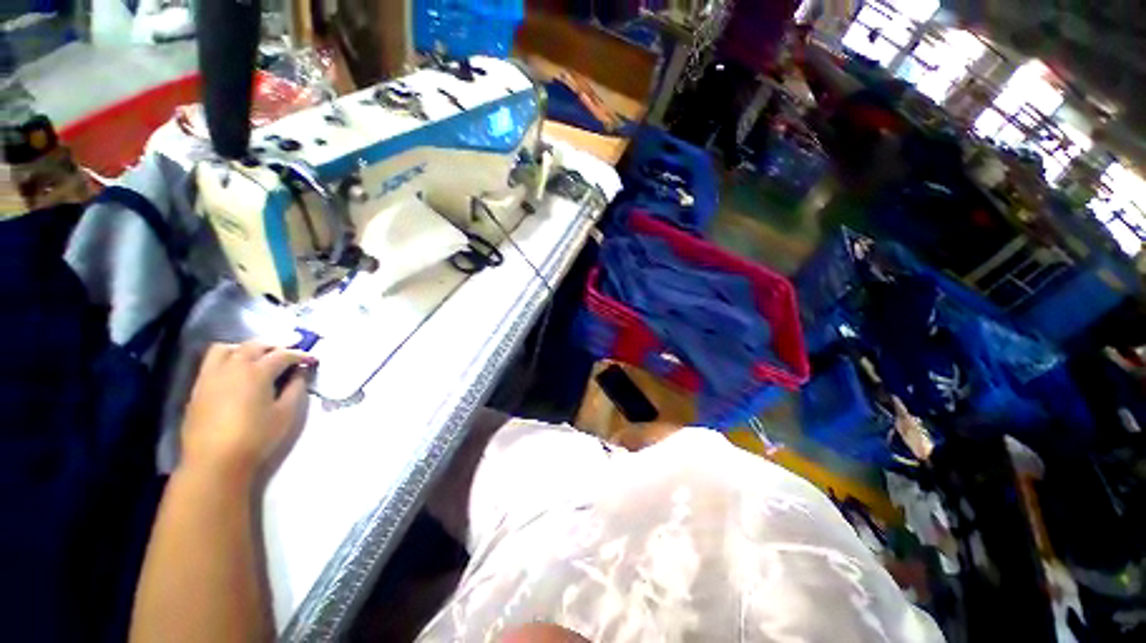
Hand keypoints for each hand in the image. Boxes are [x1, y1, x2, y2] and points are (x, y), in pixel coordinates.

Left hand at [180, 341, 317, 481]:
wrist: (214, 461)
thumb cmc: (256, 437)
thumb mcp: (286, 413)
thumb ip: (295, 388)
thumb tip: (299, 373)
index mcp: (256, 372)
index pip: (283, 355)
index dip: (301, 355)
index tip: (313, 360)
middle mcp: (232, 367)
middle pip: (254, 345)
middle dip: (275, 345)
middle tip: (290, 350)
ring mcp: (210, 376)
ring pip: (227, 348)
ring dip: (246, 347)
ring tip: (258, 356)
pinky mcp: (198, 388)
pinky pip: (212, 362)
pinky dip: (228, 358)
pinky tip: (237, 371)